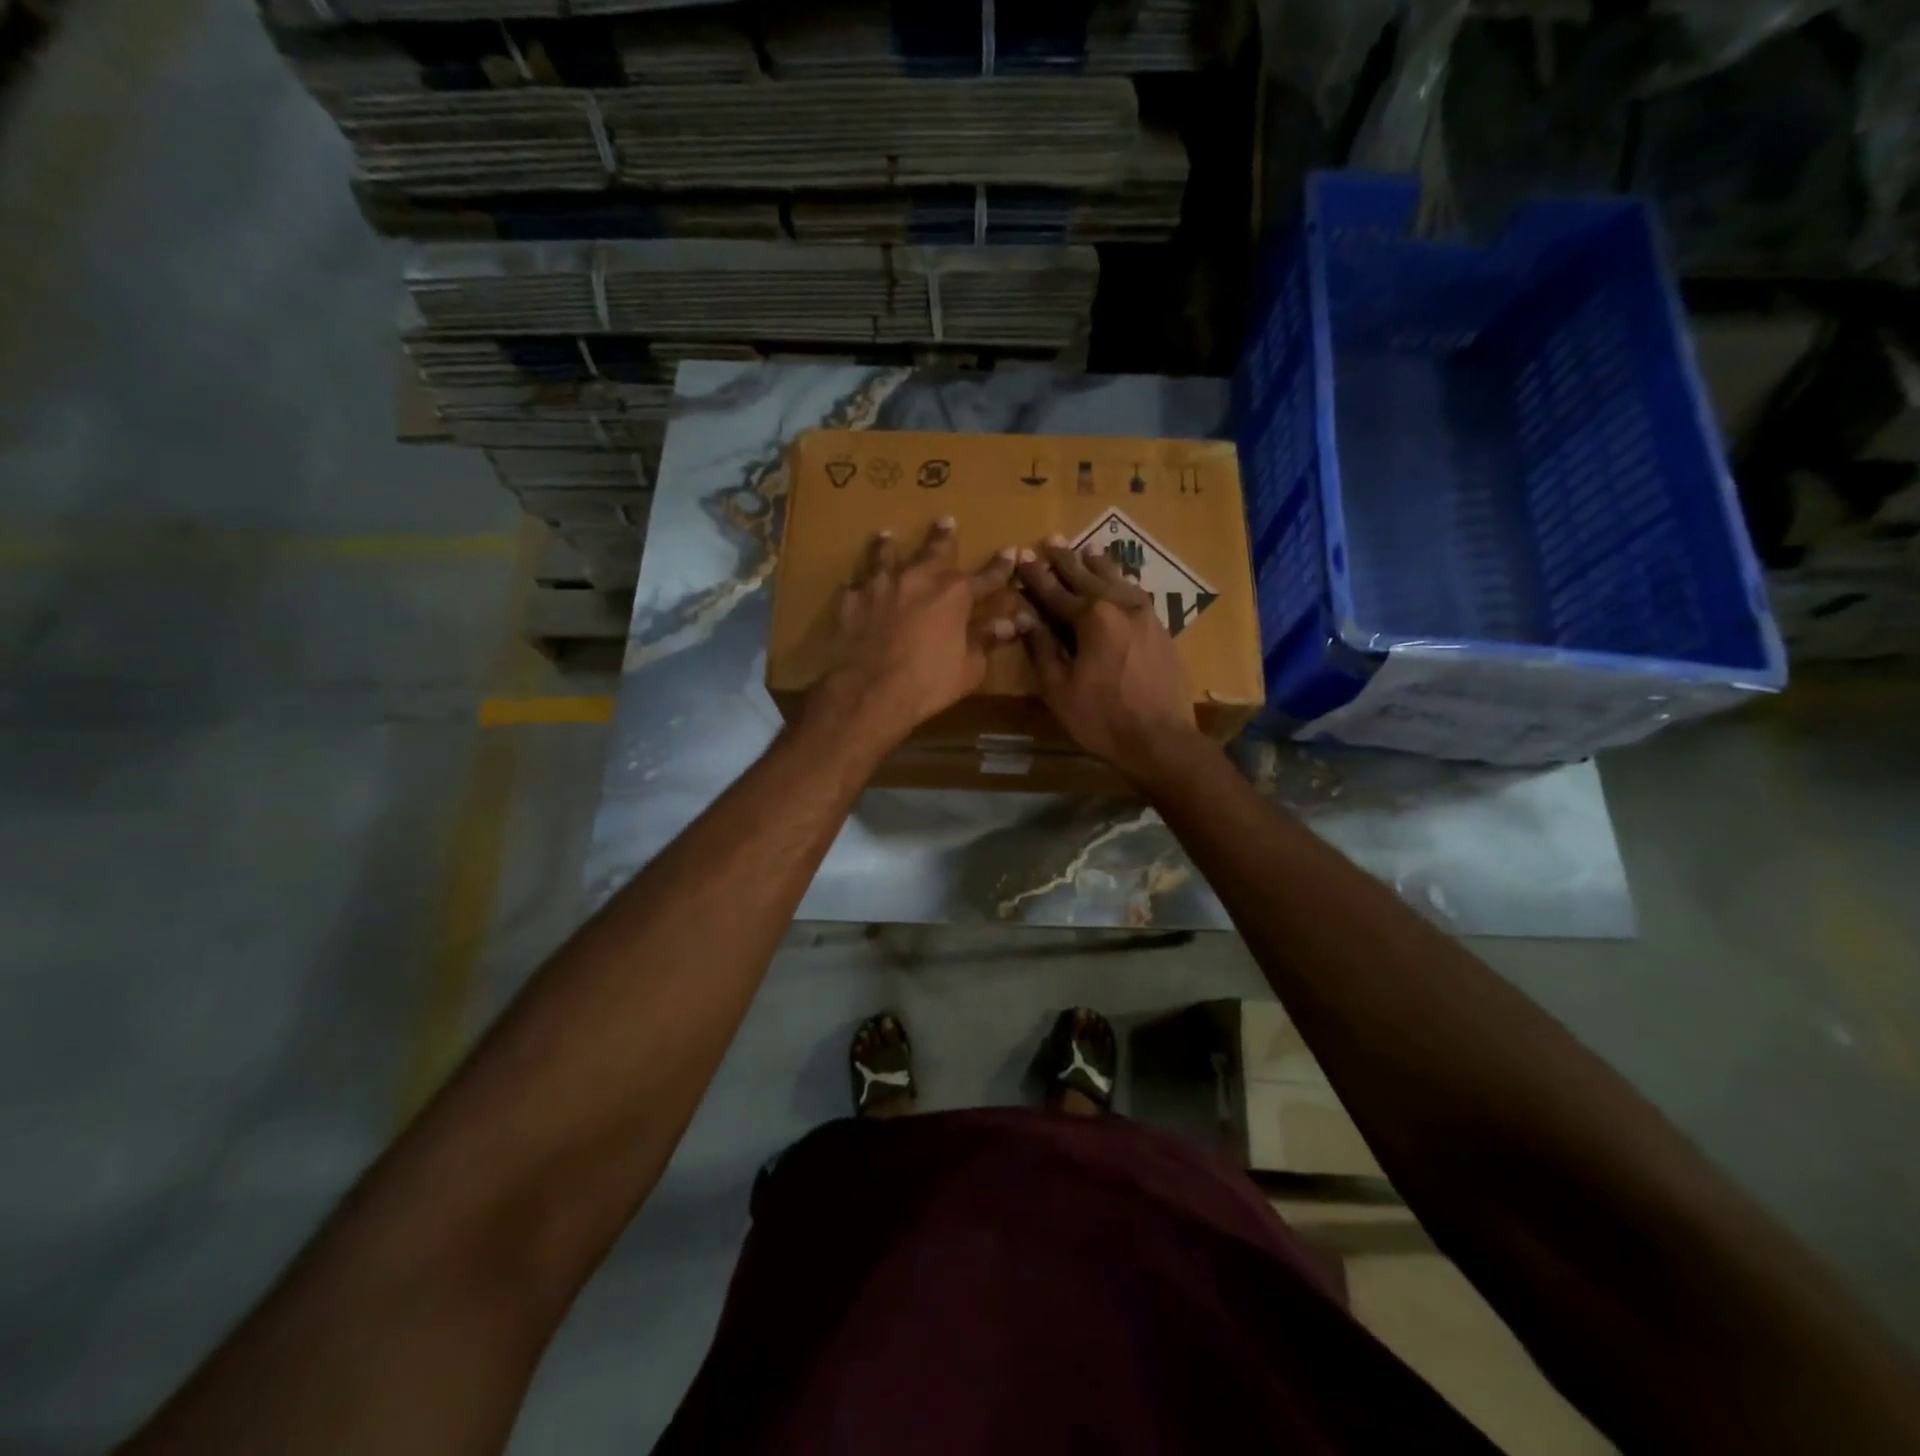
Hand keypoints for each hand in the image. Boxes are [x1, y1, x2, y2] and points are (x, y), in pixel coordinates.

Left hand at [803, 517, 1021, 751]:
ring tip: (887, 535)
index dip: (1000, 567)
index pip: (985, 577)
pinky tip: (854, 585)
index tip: (1011, 552)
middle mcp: (917, 580)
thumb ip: (986, 641)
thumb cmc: (927, 684)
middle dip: (943, 537)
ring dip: (889, 546)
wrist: (868, 691)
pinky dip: (858, 586)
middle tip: (946, 520)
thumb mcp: (968, 669)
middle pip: (934, 552)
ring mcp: (880, 587)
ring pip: (886, 558)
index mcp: (953, 595)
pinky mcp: (850, 602)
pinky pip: (855, 587)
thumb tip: (1011, 624)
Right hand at [1016, 538, 1201, 781]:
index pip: (1054, 591)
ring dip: (1097, 564)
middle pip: (1087, 576)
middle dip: (1065, 559)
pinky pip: (1136, 594)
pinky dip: (1121, 582)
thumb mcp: (1059, 687)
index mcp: (1092, 617)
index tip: (1021, 558)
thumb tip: (1023, 614)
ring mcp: (1146, 615)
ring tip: (1086, 549)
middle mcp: (1120, 605)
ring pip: (1117, 580)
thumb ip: (1041, 646)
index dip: (1035, 576)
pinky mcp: (1161, 629)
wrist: (1161, 739)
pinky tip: (1119, 582)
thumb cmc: (1101, 718)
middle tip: (1051, 539)